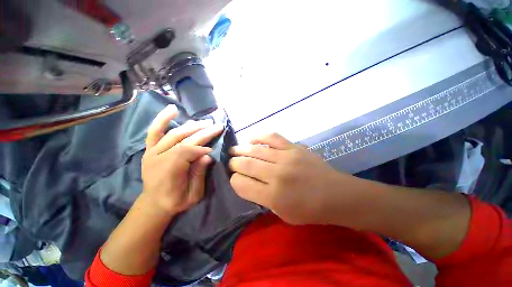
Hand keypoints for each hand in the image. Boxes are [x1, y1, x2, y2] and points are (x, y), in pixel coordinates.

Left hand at [142, 105, 223, 215]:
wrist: (154, 203)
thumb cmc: (176, 201)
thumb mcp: (193, 195)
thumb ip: (199, 175)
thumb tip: (207, 155)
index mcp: (168, 171)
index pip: (187, 151)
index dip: (202, 148)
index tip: (213, 149)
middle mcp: (158, 157)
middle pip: (183, 139)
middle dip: (203, 132)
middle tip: (217, 126)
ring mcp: (152, 152)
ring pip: (174, 133)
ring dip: (192, 126)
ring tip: (206, 122)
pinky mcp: (150, 149)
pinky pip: (154, 131)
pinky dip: (163, 119)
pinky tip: (172, 109)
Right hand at [229, 133, 349, 224]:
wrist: (336, 194)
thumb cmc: (309, 210)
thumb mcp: (281, 213)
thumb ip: (262, 198)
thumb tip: (247, 182)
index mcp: (272, 195)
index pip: (241, 184)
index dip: (234, 180)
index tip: (234, 178)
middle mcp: (276, 174)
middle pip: (245, 164)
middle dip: (234, 163)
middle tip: (231, 162)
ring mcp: (286, 157)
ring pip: (255, 150)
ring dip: (241, 149)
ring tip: (234, 150)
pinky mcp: (294, 147)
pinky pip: (272, 138)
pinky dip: (259, 137)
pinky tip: (252, 139)